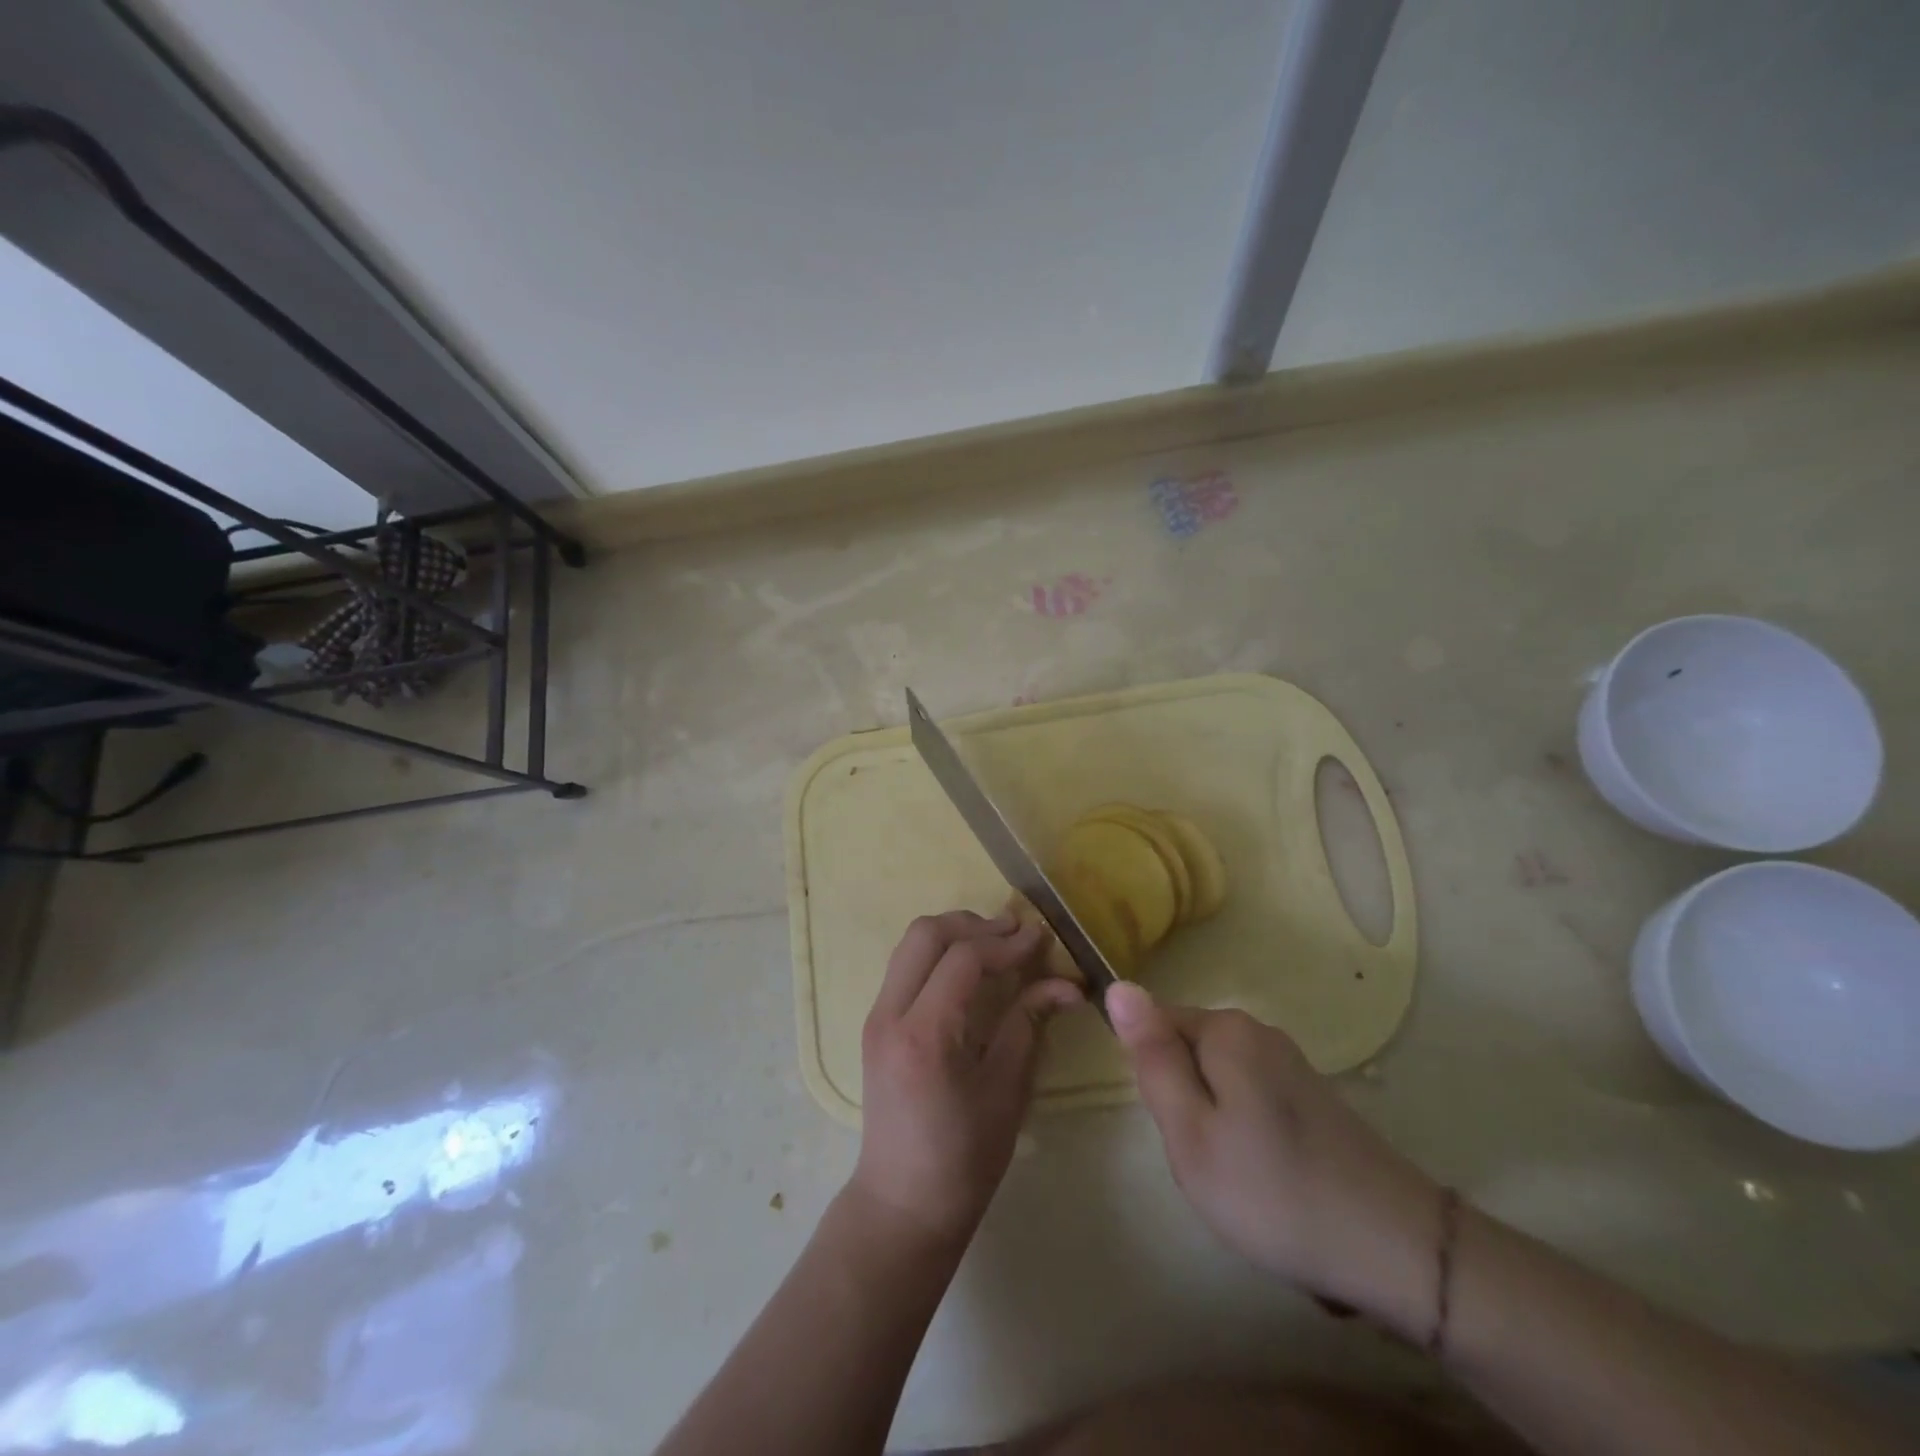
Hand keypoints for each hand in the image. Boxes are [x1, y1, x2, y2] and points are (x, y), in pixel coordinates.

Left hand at [849, 911, 1082, 1248]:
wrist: (901, 1202)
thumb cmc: (963, 1159)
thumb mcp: (1007, 1092)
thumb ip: (1029, 1024)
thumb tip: (1067, 983)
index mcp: (924, 1035)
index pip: (963, 959)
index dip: (1006, 943)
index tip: (1041, 938)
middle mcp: (890, 1014)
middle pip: (925, 934)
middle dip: (974, 924)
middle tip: (1015, 932)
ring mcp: (876, 1016)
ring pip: (910, 944)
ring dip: (954, 933)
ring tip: (996, 943)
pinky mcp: (876, 1023)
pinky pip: (905, 966)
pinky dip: (938, 952)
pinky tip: (969, 967)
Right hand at [1106, 982, 1444, 1337]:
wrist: (1397, 1250)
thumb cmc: (1273, 1191)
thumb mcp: (1190, 1132)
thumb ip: (1152, 1057)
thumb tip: (1118, 986)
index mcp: (1225, 1029)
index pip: (1155, 1023)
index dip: (1152, 1077)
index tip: (1173, 1127)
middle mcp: (1258, 1030)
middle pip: (1188, 1052)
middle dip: (1182, 1102)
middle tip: (1202, 1160)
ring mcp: (1290, 1063)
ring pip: (1218, 1080)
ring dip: (1213, 1122)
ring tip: (1235, 1177)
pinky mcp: (1313, 1096)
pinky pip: (1250, 1099)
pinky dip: (1246, 1135)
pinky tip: (1268, 1180)